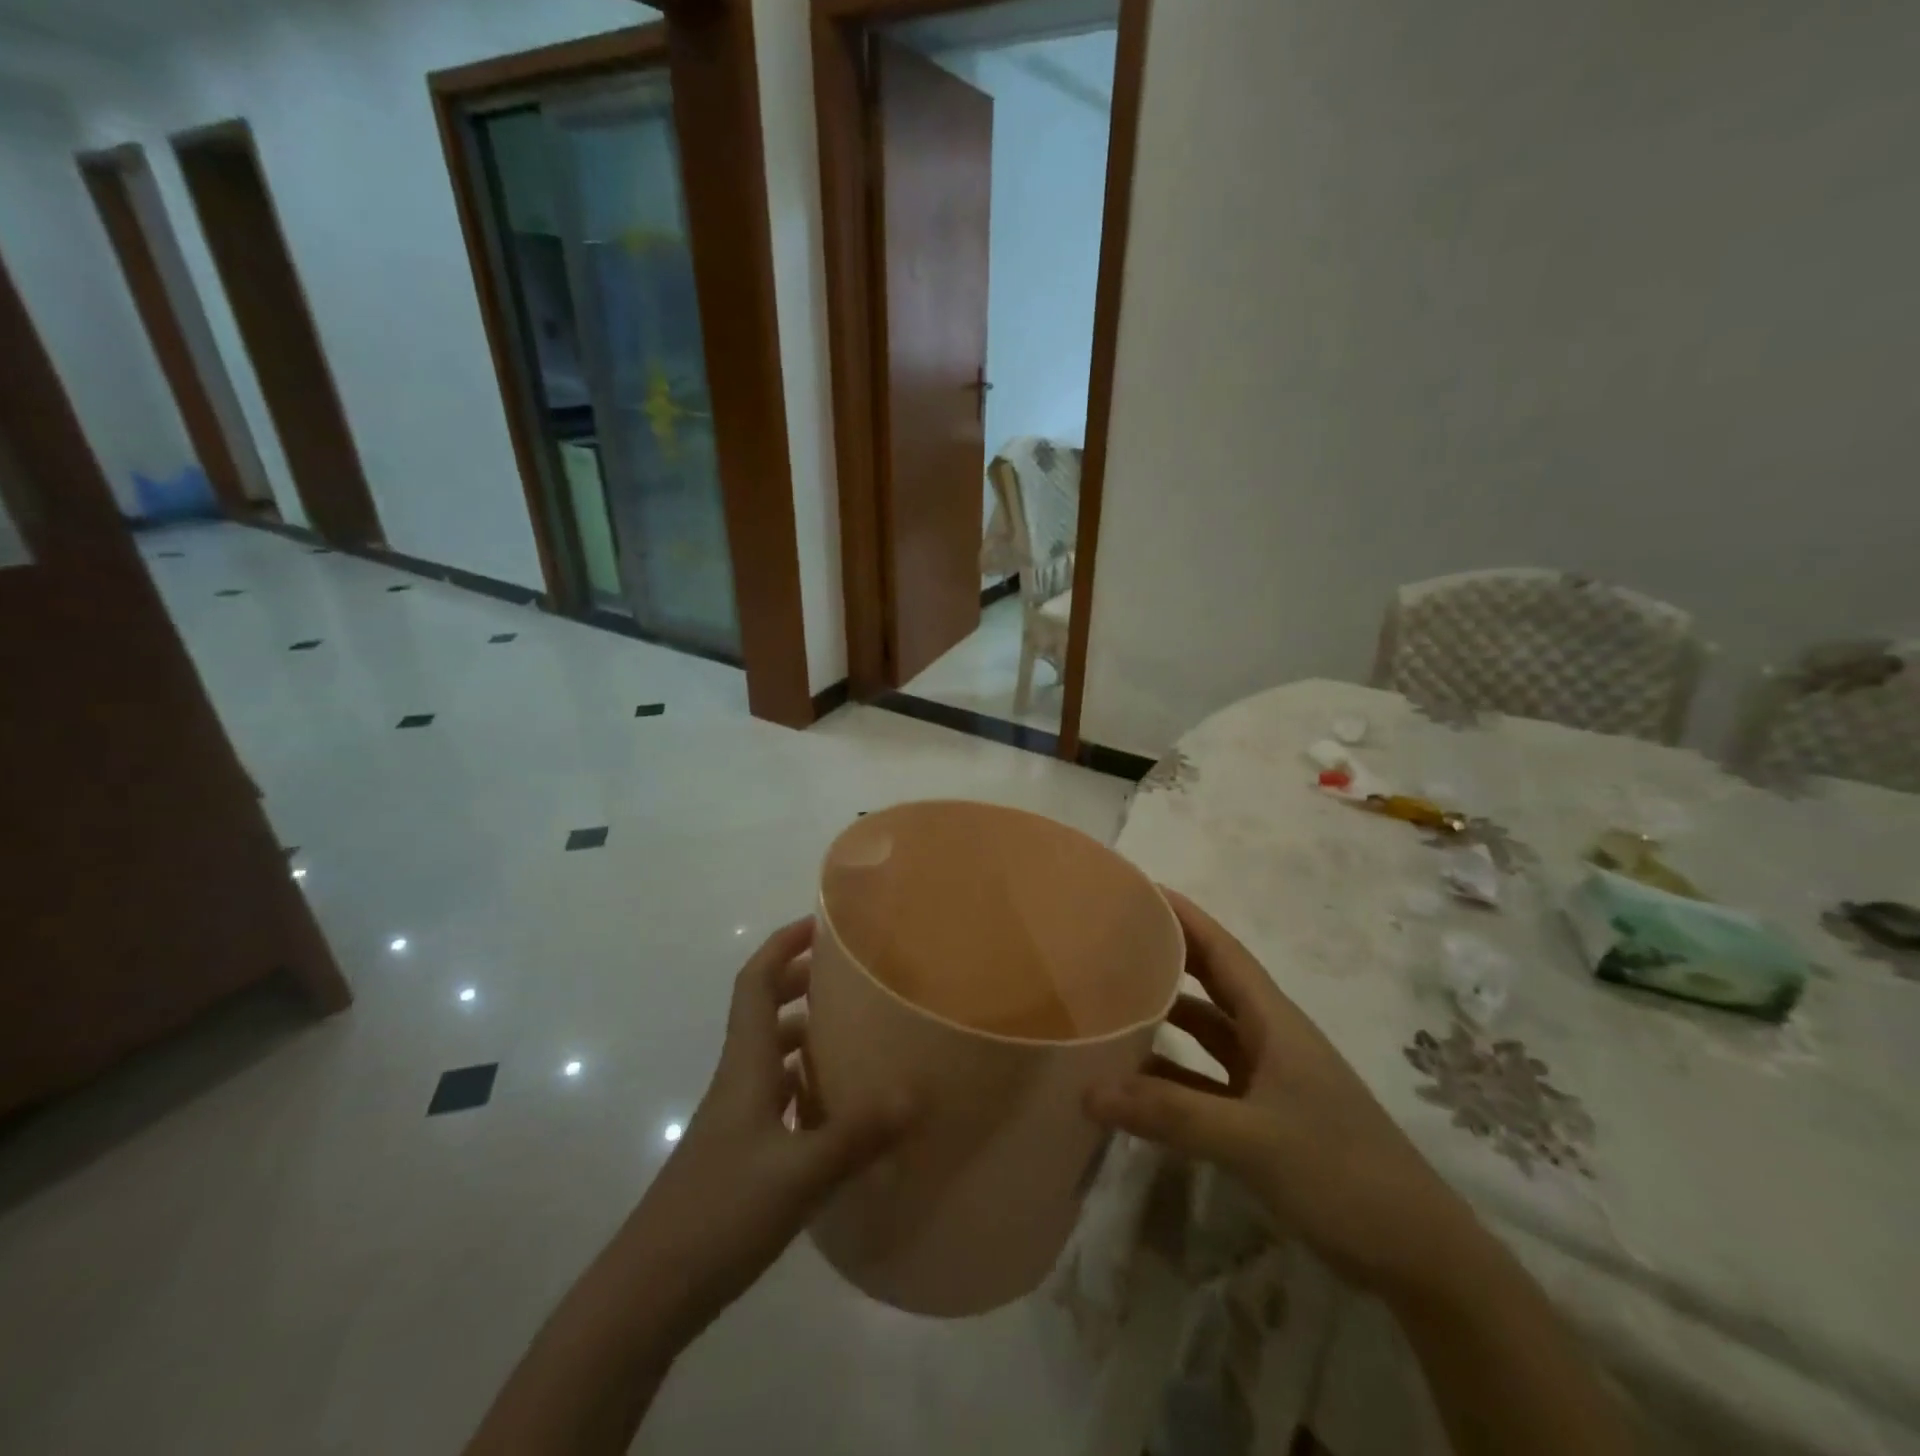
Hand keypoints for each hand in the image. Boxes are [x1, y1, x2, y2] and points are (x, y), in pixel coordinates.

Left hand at [631, 918, 910, 1331]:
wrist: (648, 1292)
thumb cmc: (720, 1212)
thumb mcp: (800, 1172)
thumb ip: (859, 1133)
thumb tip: (916, 1093)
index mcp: (746, 1065)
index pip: (756, 983)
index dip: (782, 946)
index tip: (818, 923)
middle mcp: (738, 1081)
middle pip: (765, 1012)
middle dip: (802, 983)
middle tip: (850, 977)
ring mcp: (734, 1120)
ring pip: (772, 1056)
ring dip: (806, 1036)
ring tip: (855, 1036)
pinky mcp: (738, 1155)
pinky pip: (777, 1098)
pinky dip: (806, 1087)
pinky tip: (837, 1111)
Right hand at [1087, 891, 1479, 1298]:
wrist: (1418, 1255)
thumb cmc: (1341, 1173)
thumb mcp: (1252, 1140)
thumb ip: (1170, 1114)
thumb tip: (1089, 1090)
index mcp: (1274, 1021)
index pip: (1221, 950)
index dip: (1182, 916)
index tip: (1136, 890)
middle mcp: (1269, 1038)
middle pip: (1209, 983)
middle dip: (1164, 957)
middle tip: (1110, 941)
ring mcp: (1268, 1079)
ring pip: (1205, 1034)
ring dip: (1163, 1019)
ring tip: (1109, 1003)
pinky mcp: (1264, 1118)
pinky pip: (1205, 1081)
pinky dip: (1171, 1077)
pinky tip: (1132, 1082)